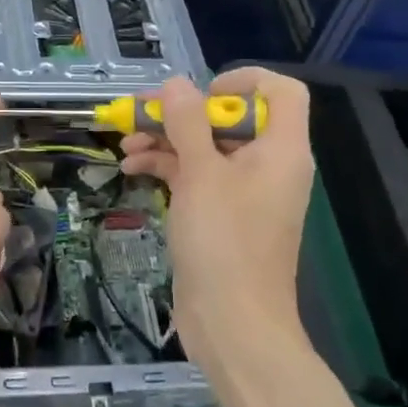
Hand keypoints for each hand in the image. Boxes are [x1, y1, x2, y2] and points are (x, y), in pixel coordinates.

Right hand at [119, 69, 313, 366]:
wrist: (233, 326)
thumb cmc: (224, 243)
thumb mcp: (201, 174)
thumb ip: (188, 123)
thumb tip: (176, 83)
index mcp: (281, 149)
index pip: (280, 92)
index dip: (244, 80)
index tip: (203, 92)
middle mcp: (267, 164)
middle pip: (230, 117)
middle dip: (183, 112)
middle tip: (142, 111)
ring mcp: (244, 191)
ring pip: (206, 145)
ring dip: (166, 138)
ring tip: (126, 143)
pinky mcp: (222, 214)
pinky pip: (197, 174)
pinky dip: (167, 166)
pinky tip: (132, 168)